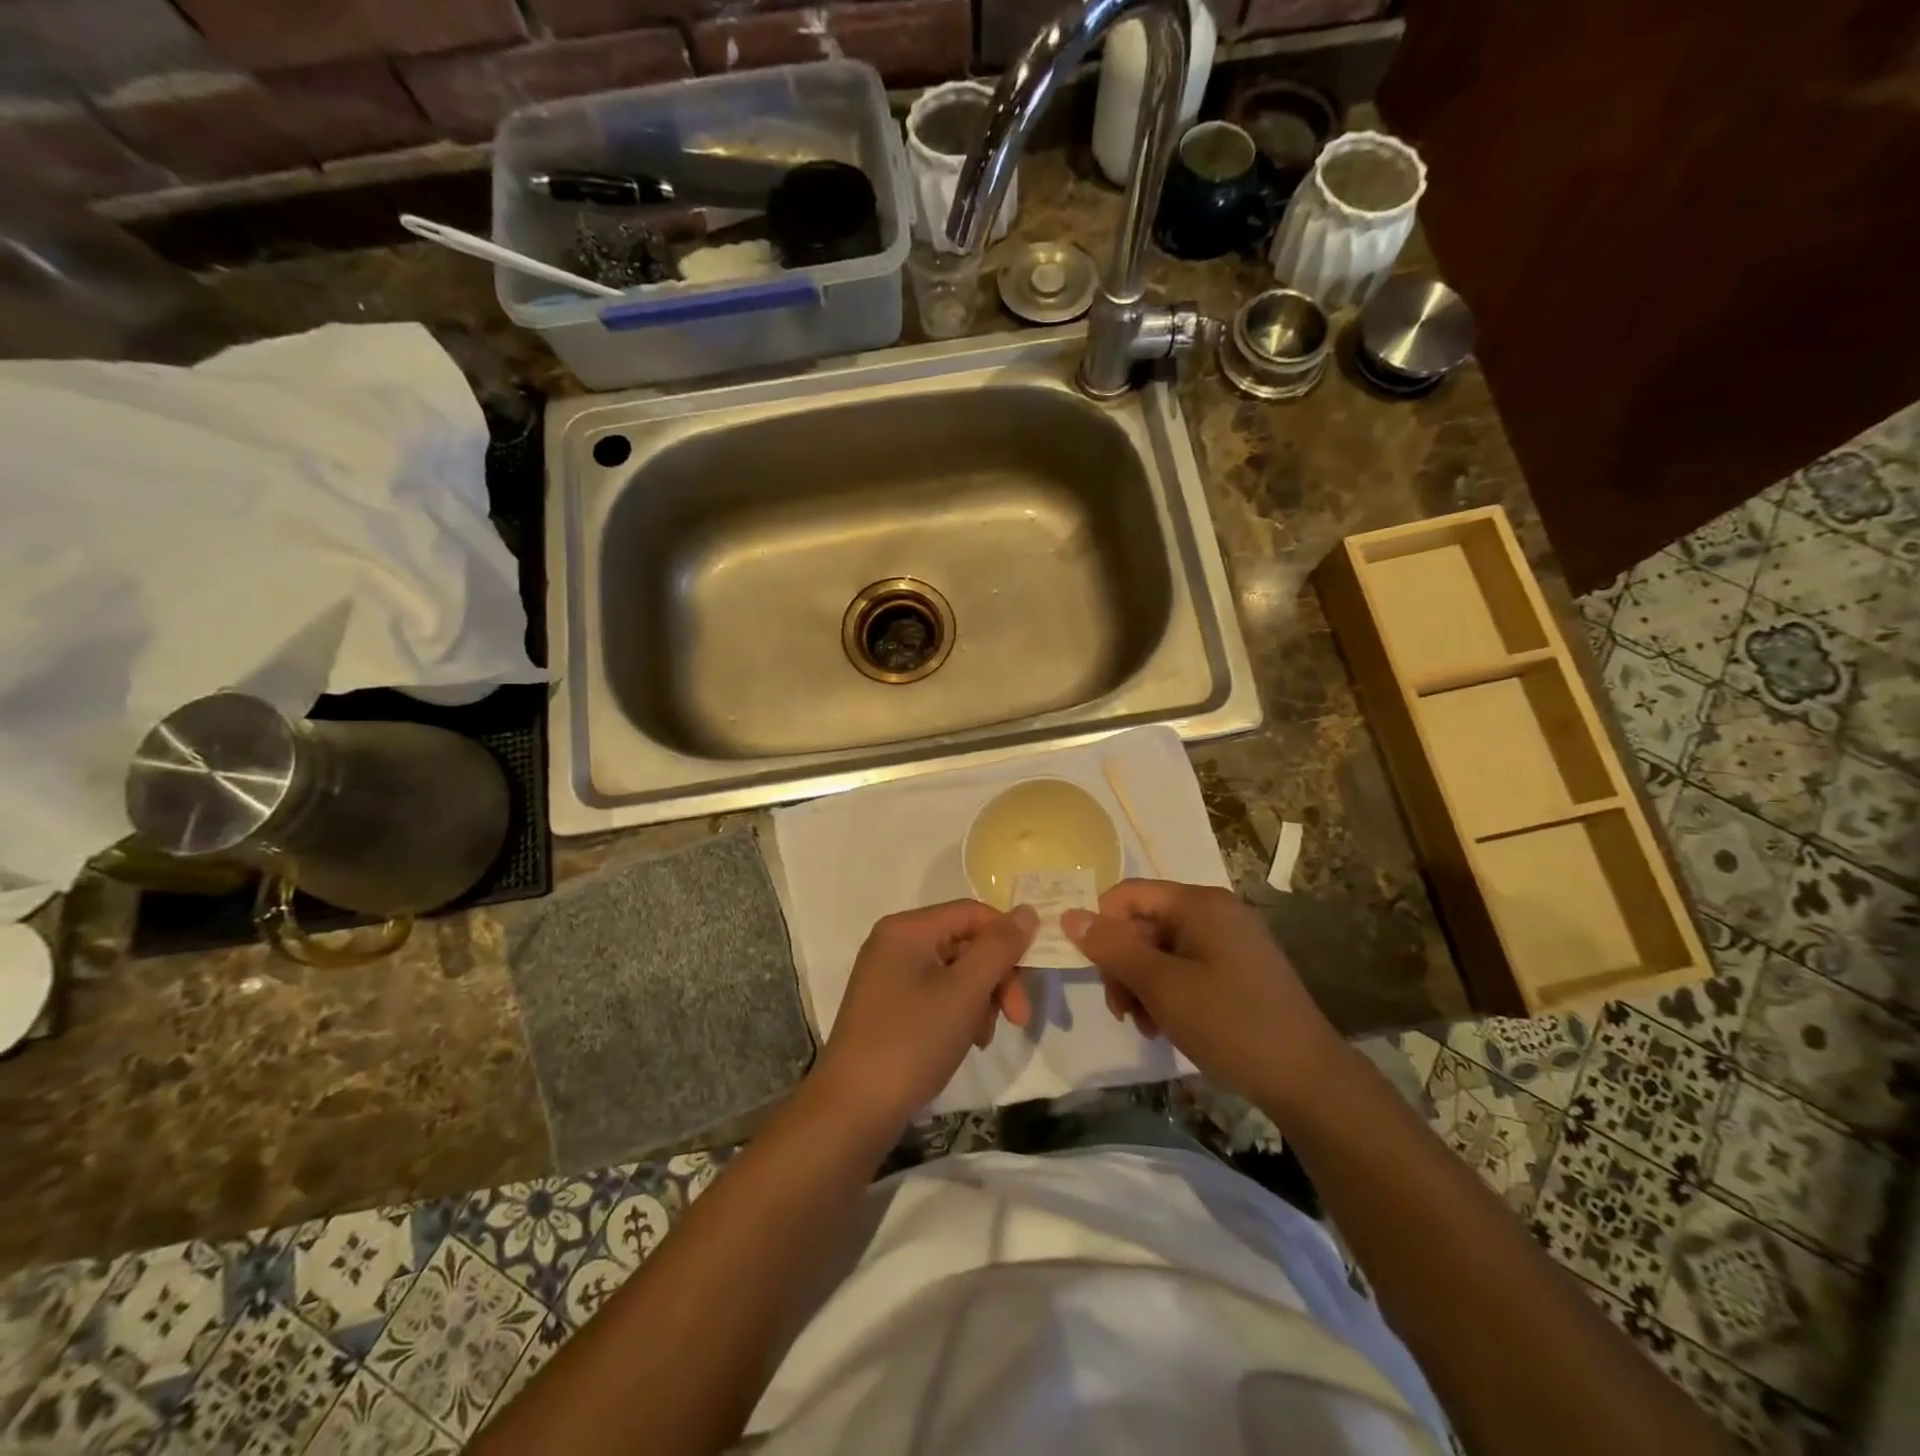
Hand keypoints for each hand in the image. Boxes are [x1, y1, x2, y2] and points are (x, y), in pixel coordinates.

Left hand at [815, 901, 1037, 1129]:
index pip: (972, 913)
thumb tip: (1027, 911)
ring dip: (981, 999)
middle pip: (964, 943)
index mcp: (907, 929)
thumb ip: (999, 948)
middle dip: (996, 978)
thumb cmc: (912, 1041)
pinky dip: (959, 1013)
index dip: (1007, 938)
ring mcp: (889, 976)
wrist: (852, 1110)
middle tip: (1019, 1018)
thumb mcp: (965, 992)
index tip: (1032, 977)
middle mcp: (895, 943)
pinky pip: (937, 995)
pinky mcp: (889, 1007)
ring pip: (955, 972)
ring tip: (983, 1037)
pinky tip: (968, 1042)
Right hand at [1063, 879, 1342, 1108]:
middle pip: (1144, 922)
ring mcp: (1231, 940)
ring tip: (1145, 1025)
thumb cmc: (1230, 1024)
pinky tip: (1167, 1025)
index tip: (1094, 971)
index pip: (1128, 894)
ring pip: (1162, 949)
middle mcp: (1216, 911)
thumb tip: (1069, 915)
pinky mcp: (1240, 968)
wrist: (1308, 1079)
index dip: (1102, 926)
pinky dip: (1169, 991)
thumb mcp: (1162, 987)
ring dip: (1142, 984)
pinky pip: (1187, 966)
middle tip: (1121, 1010)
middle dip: (1124, 964)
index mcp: (1199, 903)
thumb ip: (1113, 948)